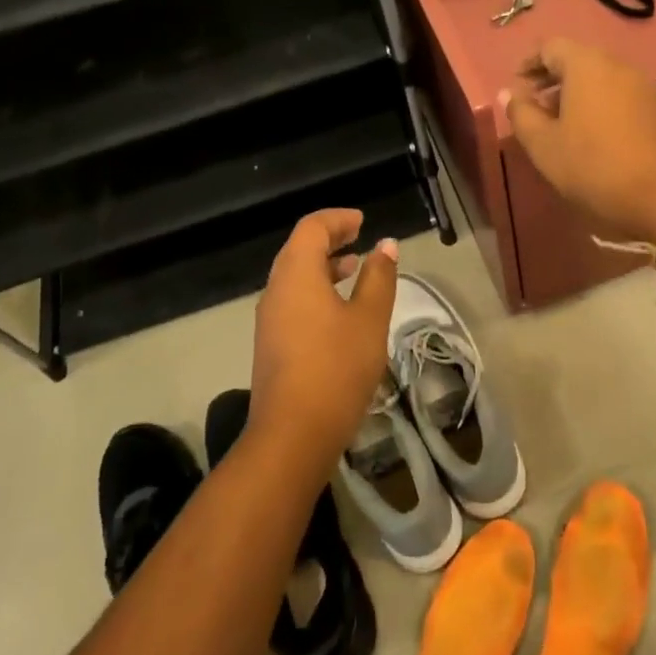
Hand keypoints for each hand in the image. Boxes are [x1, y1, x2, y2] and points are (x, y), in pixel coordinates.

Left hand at [249, 210, 398, 467]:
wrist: (291, 435)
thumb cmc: (336, 368)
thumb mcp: (368, 319)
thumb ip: (378, 278)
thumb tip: (386, 245)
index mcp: (296, 273)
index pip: (312, 227)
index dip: (337, 219)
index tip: (362, 221)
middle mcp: (276, 288)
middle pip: (299, 248)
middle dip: (330, 238)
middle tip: (359, 236)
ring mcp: (270, 317)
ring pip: (295, 276)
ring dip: (323, 265)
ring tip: (354, 268)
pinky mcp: (271, 343)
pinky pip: (293, 299)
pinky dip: (316, 289)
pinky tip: (339, 309)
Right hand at [501, 36, 655, 241]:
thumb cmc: (595, 167)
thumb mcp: (544, 145)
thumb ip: (521, 114)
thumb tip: (509, 93)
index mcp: (587, 65)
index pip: (551, 47)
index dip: (529, 63)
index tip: (518, 86)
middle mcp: (620, 65)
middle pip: (579, 59)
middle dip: (554, 78)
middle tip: (537, 106)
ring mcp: (647, 86)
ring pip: (603, 77)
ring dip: (579, 93)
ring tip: (564, 125)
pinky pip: (624, 95)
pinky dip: (604, 105)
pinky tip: (597, 136)